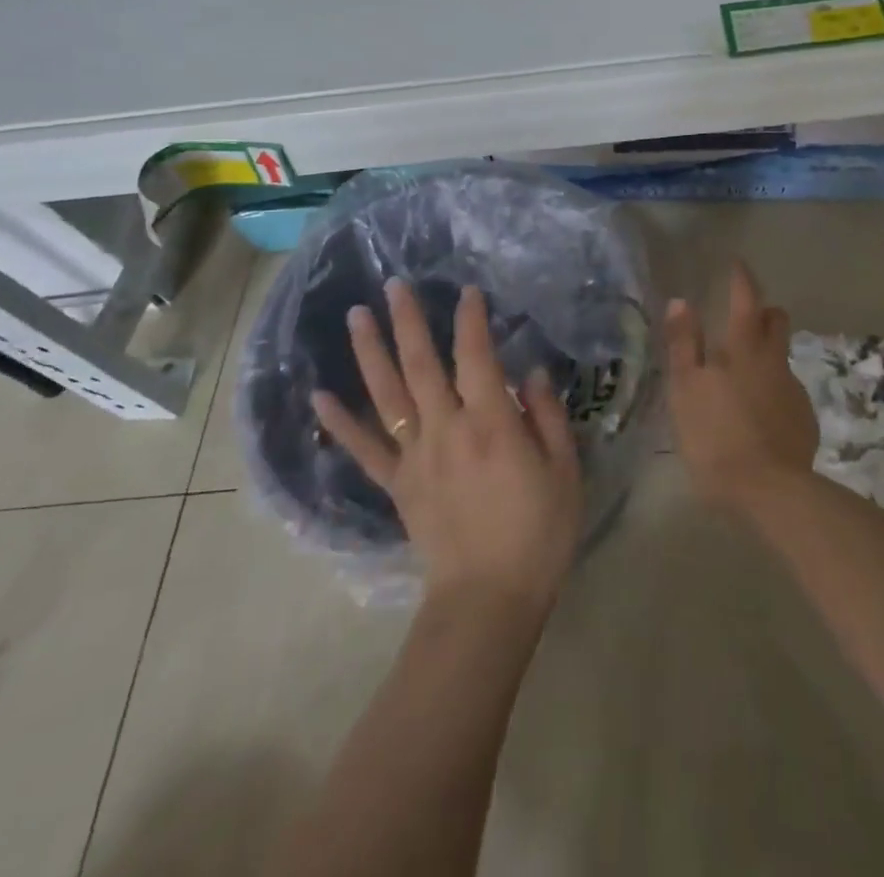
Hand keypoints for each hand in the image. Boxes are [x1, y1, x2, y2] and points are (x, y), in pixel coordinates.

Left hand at [312, 280, 584, 615]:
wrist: (489, 599)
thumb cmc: (538, 532)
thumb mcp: (564, 470)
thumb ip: (546, 416)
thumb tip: (532, 373)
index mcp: (491, 423)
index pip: (477, 357)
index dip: (472, 320)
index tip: (469, 291)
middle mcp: (446, 429)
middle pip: (421, 365)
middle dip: (409, 321)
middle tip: (395, 285)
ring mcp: (416, 456)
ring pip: (388, 395)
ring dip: (370, 353)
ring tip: (356, 316)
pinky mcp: (397, 484)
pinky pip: (365, 448)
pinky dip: (340, 422)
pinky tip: (319, 395)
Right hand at [664, 262, 818, 511]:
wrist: (770, 491)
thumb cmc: (715, 435)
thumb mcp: (686, 388)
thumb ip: (684, 344)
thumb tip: (681, 301)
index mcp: (744, 348)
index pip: (746, 299)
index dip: (742, 279)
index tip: (737, 265)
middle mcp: (774, 360)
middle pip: (776, 321)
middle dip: (764, 312)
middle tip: (745, 316)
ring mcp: (793, 389)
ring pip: (781, 356)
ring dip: (767, 352)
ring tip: (744, 371)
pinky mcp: (804, 417)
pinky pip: (787, 389)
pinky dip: (772, 388)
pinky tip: (757, 412)